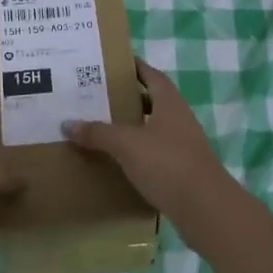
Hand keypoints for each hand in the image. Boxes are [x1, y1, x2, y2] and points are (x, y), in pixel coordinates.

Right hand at [62, 60, 242, 236]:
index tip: (112, 64)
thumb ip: (98, 133)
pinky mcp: (181, 170)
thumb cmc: (167, 164)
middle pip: (152, 101)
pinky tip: (117, 160)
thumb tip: (67, 123)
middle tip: (98, 96)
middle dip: (128, 98)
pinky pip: (154, 153)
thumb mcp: (127, 144)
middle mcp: (179, 120)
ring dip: (131, 127)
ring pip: (153, 129)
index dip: (135, 67)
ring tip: (101, 127)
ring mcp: (183, 146)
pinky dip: (137, 152)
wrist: (206, 209)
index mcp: (170, 104)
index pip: (152, 76)